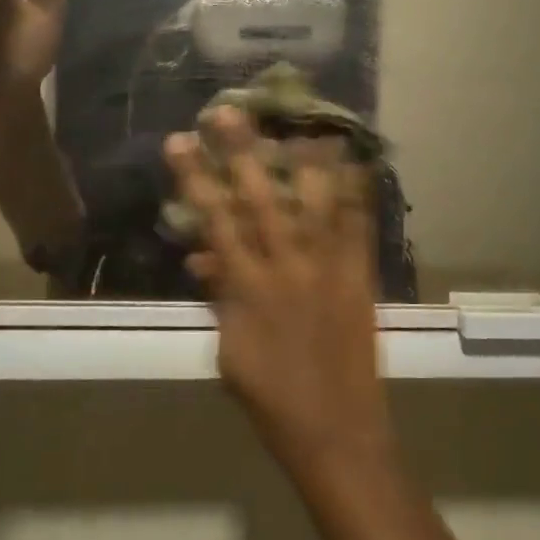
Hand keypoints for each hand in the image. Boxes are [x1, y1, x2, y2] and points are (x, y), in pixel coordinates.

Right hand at [166, 111, 395, 476]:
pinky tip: (358, 163)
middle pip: (260, 199)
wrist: (335, 430)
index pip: (214, 219)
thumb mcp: (230, 351)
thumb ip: (221, 297)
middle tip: (227, 110)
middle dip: (242, 152)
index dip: (195, 178)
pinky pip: (359, 228)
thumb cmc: (271, 399)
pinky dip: (358, 194)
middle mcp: (285, 267)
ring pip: (315, 203)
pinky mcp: (360, 277)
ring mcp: (327, 269)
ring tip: (302, 122)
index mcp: (246, 287)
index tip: (179, 141)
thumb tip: (206, 255)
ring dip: (307, 160)